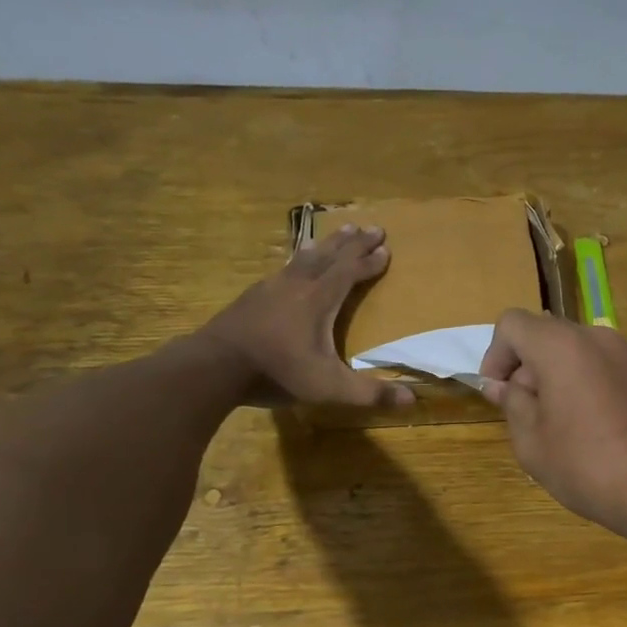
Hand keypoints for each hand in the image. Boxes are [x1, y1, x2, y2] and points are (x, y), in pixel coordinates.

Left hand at [202, 224, 414, 408]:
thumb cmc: (277, 372)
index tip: (387, 248)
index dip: (371, 261)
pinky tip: (293, 264)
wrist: (214, 366)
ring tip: (338, 232)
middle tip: (372, 226)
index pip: (351, 272)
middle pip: (331, 255)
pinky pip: (284, 267)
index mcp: (320, 299)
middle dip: (354, 242)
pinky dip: (298, 259)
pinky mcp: (252, 296)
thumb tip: (412, 399)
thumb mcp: (329, 388)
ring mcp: (271, 286)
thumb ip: (370, 393)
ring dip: (326, 244)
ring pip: (305, 256)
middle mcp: (298, 284)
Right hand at [478, 309, 626, 556]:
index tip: (498, 393)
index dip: (495, 355)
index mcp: (561, 346)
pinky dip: (588, 384)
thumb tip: (504, 385)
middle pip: (547, 335)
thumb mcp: (531, 441)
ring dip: (558, 376)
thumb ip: (512, 403)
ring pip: (578, 351)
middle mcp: (597, 338)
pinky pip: (605, 368)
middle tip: (525, 413)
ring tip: (560, 423)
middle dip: (527, 367)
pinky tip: (594, 427)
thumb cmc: (586, 465)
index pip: (513, 324)